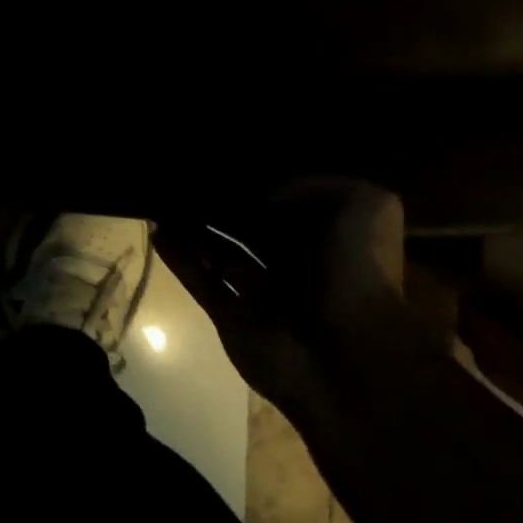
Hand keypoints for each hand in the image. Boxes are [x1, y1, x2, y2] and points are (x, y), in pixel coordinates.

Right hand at [154, 181, 448, 424]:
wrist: (344, 357)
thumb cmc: (358, 274)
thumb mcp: (365, 205)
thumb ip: (316, 184)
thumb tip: (264, 196)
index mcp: (330, 243)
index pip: (293, 209)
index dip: (265, 187)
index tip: (231, 165)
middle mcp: (295, 268)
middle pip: (251, 232)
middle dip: (224, 210)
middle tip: (188, 181)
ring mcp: (260, 296)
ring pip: (220, 255)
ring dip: (194, 231)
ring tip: (163, 201)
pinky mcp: (231, 318)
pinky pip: (200, 281)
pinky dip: (178, 258)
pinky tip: (157, 229)